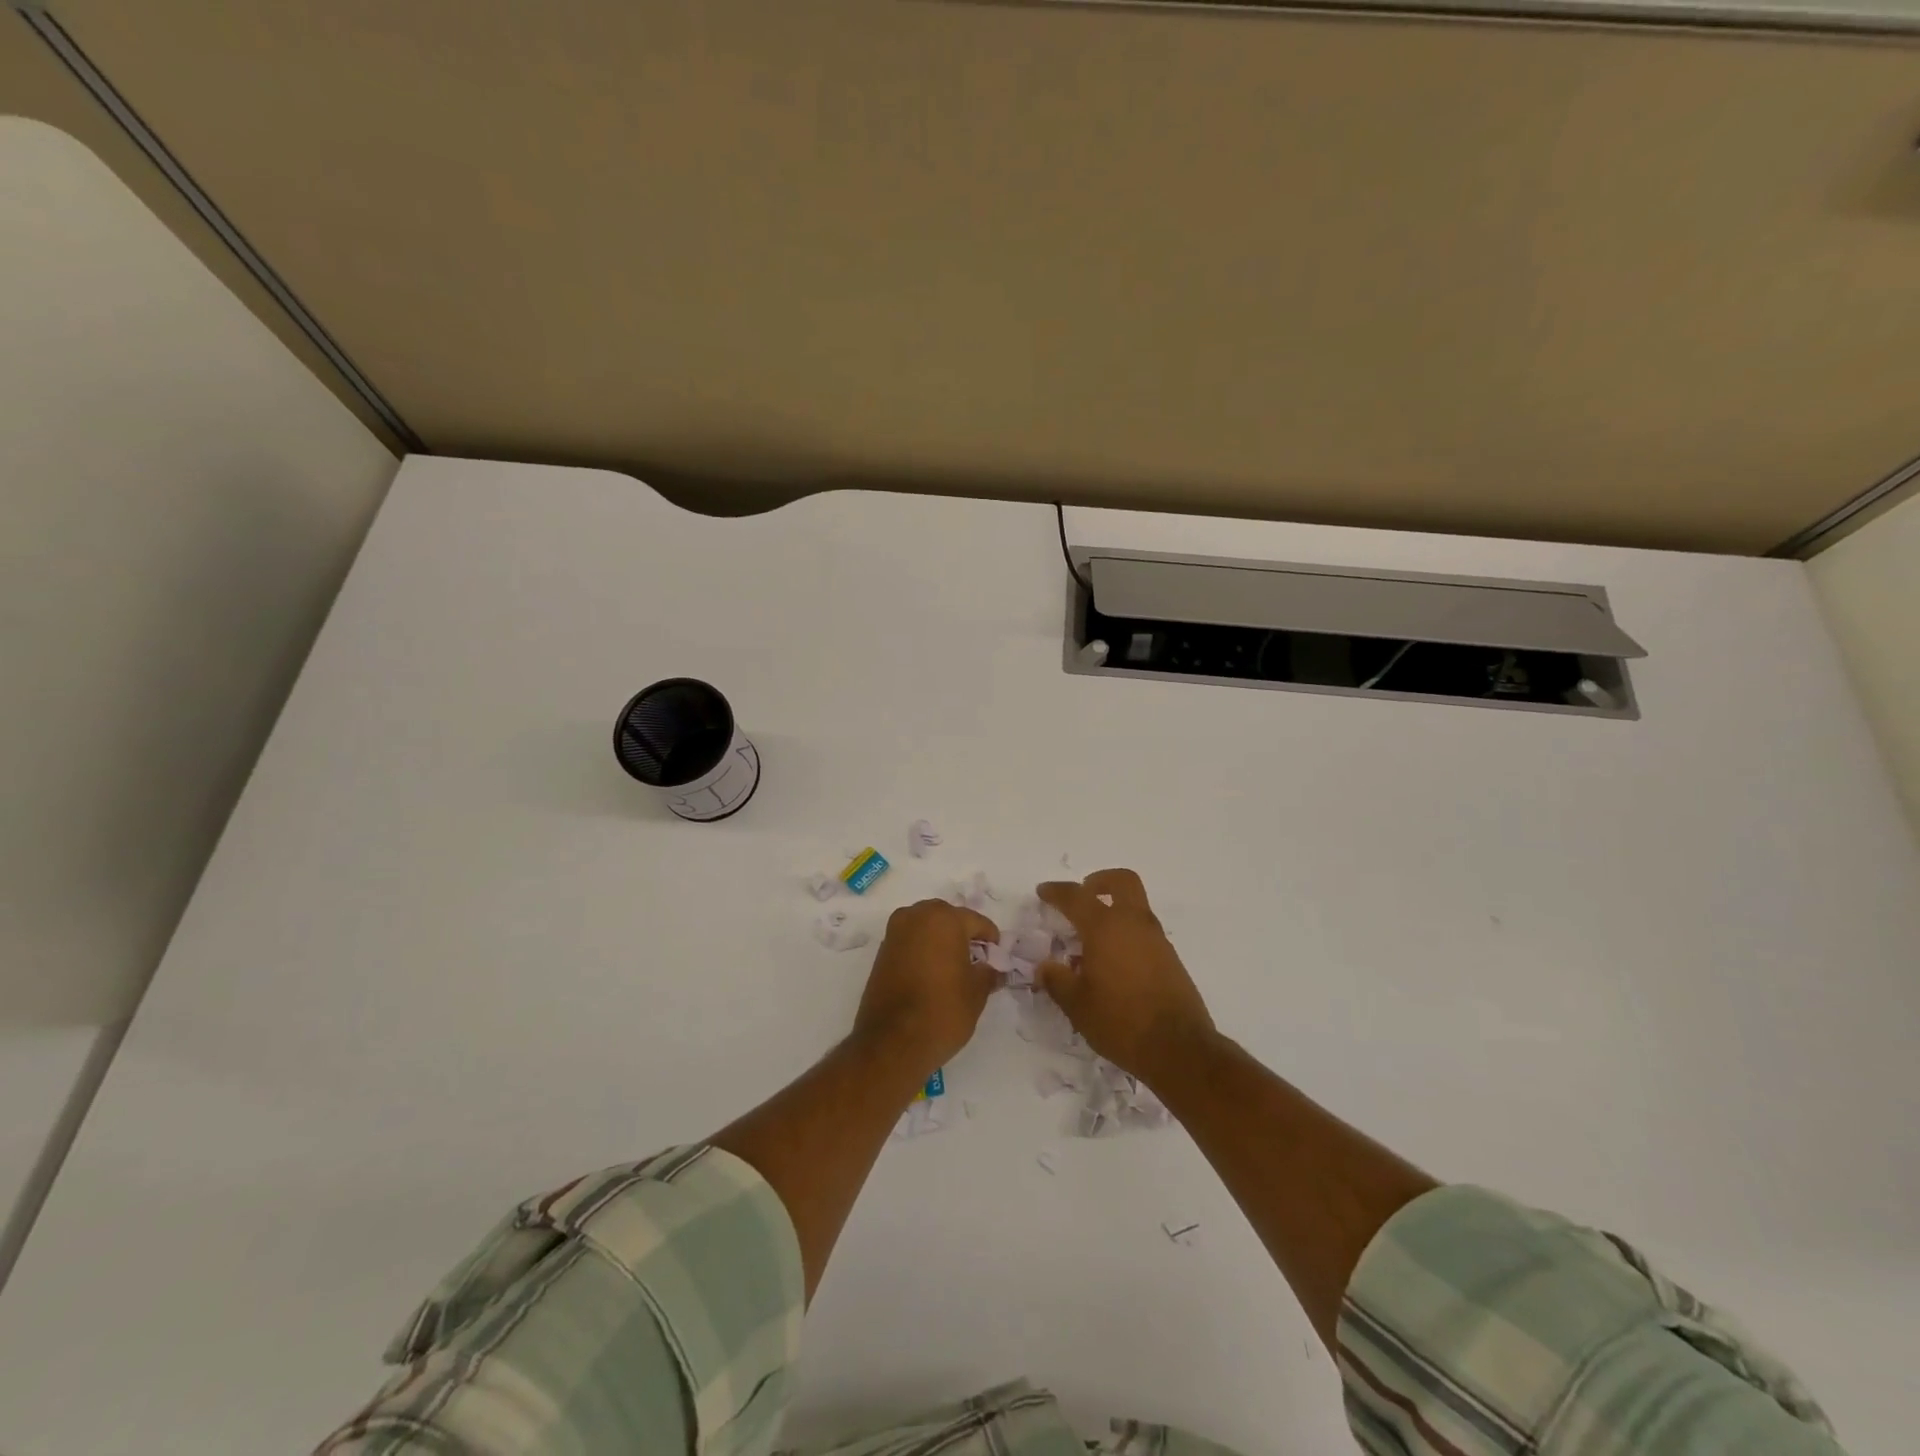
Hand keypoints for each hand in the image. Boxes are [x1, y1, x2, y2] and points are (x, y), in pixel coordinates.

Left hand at [852, 899, 1000, 1084]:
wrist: (892, 1042)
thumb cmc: (942, 1011)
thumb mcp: (976, 993)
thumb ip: (989, 973)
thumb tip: (994, 968)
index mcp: (943, 919)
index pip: (976, 921)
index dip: (990, 940)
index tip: (997, 957)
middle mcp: (916, 916)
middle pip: (948, 918)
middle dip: (963, 934)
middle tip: (976, 960)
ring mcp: (895, 933)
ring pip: (926, 927)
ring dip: (940, 940)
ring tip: (953, 968)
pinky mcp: (881, 952)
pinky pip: (910, 941)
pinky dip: (922, 950)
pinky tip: (932, 974)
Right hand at [1036, 869, 1214, 1083]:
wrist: (1179, 1049)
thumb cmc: (1120, 1022)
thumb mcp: (1077, 1005)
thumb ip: (1057, 980)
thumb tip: (1045, 967)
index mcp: (1106, 928)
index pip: (1076, 897)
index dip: (1056, 891)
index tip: (1043, 891)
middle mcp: (1134, 924)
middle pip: (1122, 881)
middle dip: (1100, 881)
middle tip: (1083, 895)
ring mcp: (1157, 940)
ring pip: (1136, 907)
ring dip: (1114, 911)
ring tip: (1091, 941)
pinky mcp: (1171, 959)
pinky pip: (1144, 932)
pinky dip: (1126, 934)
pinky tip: (1113, 964)